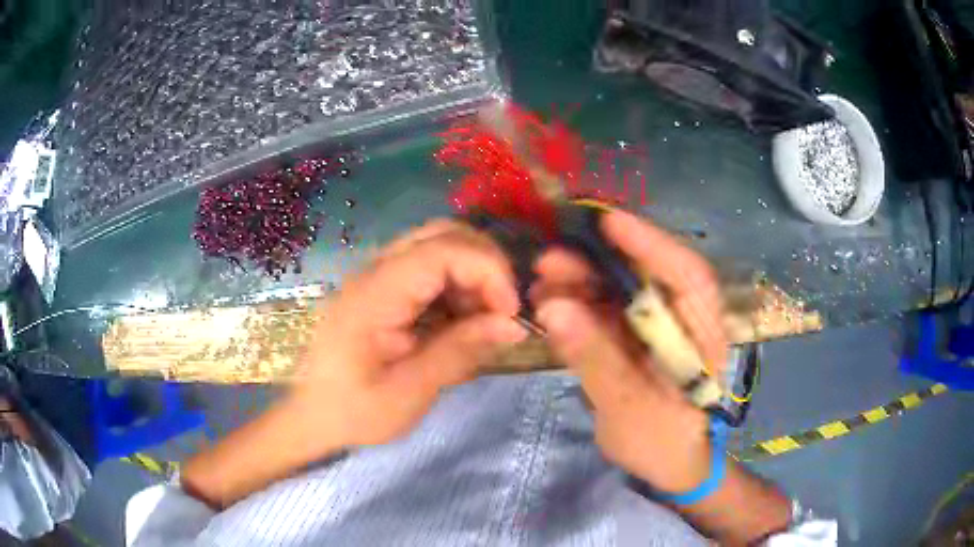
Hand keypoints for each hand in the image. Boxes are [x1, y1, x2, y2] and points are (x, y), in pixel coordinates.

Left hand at [288, 219, 527, 449]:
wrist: (313, 416)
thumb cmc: (354, 411)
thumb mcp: (410, 392)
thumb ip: (460, 351)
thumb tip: (513, 324)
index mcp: (376, 295)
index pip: (442, 249)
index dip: (487, 269)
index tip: (510, 312)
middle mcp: (376, 272)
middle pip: (442, 233)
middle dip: (485, 264)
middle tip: (502, 309)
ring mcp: (379, 277)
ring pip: (439, 246)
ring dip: (473, 275)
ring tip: (484, 320)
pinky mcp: (385, 290)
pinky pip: (430, 270)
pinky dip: (458, 288)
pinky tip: (462, 322)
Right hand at [532, 209, 727, 492]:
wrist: (669, 464)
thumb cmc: (663, 443)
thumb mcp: (631, 409)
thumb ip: (596, 359)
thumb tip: (553, 309)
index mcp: (703, 333)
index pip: (686, 275)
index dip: (650, 243)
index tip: (608, 222)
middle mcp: (683, 318)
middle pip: (645, 274)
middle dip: (598, 262)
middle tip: (549, 260)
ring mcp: (657, 325)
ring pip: (619, 289)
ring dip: (580, 280)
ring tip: (539, 282)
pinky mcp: (634, 336)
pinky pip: (604, 311)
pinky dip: (575, 304)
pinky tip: (546, 304)